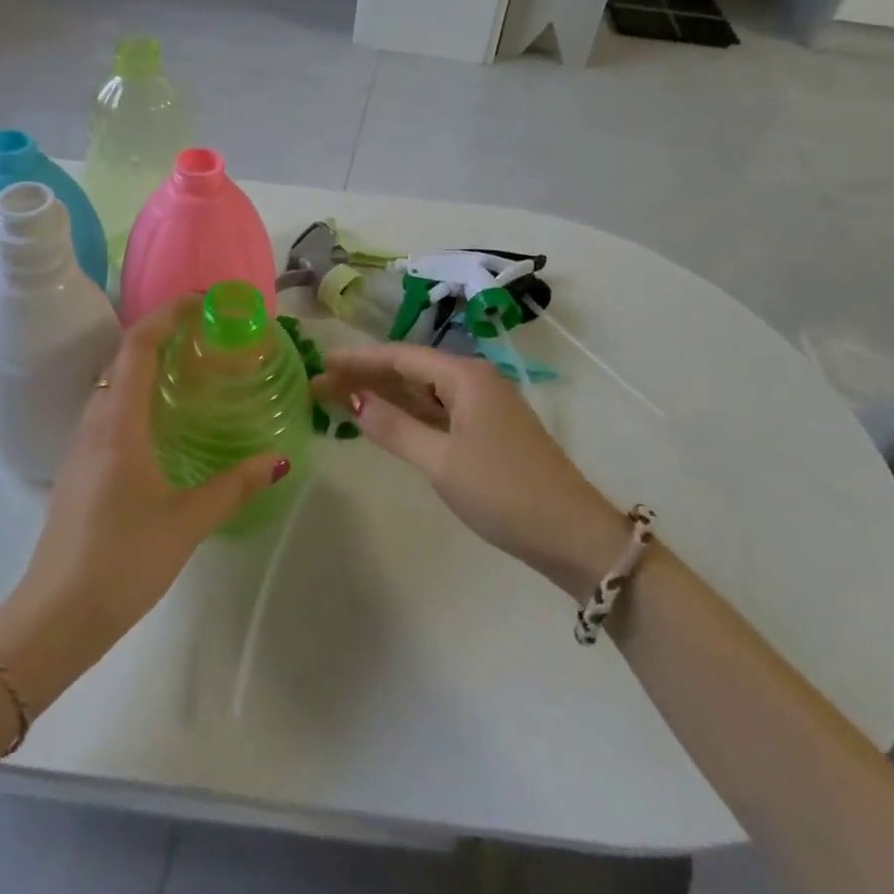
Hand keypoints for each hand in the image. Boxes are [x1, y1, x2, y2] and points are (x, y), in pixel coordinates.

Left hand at [0, 297, 288, 710]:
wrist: (54, 617)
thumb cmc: (122, 561)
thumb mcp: (187, 522)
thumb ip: (234, 486)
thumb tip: (279, 460)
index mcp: (118, 423)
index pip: (138, 345)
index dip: (167, 314)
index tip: (203, 303)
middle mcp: (95, 422)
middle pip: (123, 356)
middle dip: (162, 333)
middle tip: (207, 335)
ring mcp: (81, 444)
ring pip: (112, 382)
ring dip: (147, 362)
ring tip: (192, 369)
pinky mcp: (79, 466)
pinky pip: (108, 408)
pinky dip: (137, 392)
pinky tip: (164, 419)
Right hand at [315, 344, 623, 598]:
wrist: (572, 536)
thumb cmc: (504, 492)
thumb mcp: (441, 461)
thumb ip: (394, 428)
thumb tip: (352, 400)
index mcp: (465, 376)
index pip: (400, 357)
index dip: (358, 359)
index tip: (321, 361)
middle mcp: (474, 381)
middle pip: (410, 370)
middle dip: (366, 376)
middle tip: (321, 384)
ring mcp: (483, 406)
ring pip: (423, 391)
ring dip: (384, 395)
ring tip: (340, 398)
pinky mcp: (487, 431)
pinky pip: (437, 411)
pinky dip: (407, 414)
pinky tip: (383, 420)